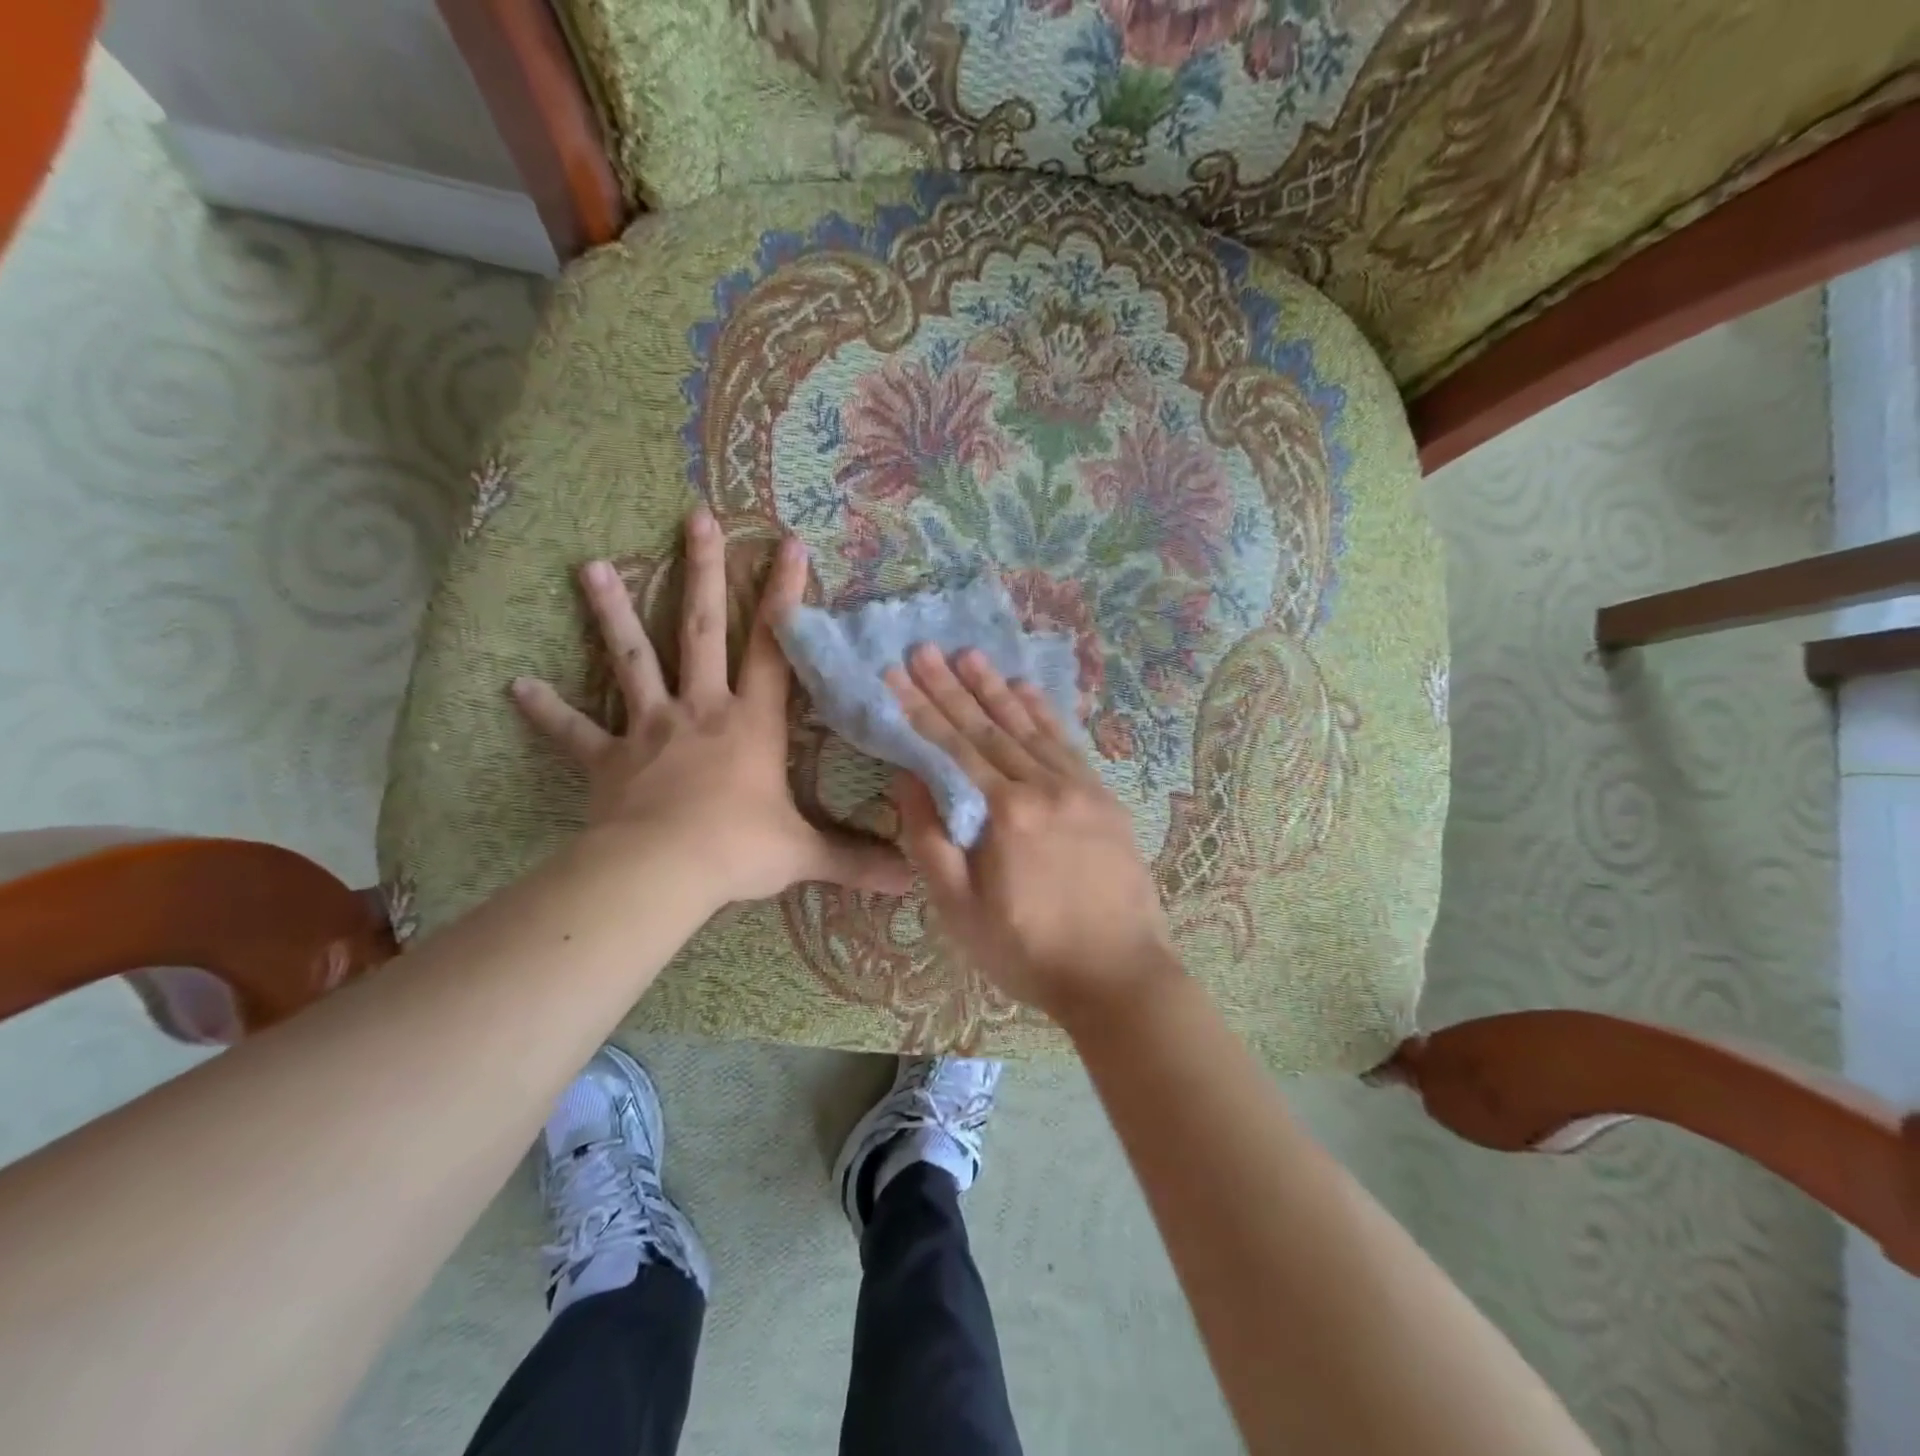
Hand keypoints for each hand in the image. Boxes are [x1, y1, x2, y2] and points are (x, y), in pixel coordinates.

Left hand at [510, 506, 911, 907]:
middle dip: (703, 572)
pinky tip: (517, 687)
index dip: (786, 597)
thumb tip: (908, 878)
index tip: (789, 545)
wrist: (661, 871)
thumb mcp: (803, 853)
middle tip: (696, 519)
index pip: (776, 648)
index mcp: (751, 722)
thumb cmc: (738, 850)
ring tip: (590, 566)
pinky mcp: (607, 758)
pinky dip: (548, 710)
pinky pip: (574, 730)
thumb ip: (854, 860)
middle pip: (702, 628)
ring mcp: (650, 728)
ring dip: (613, 612)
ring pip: (632, 658)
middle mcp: (701, 709)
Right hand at [885, 645, 1180, 1022]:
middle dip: (952, 687)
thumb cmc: (1028, 951)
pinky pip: (1068, 743)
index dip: (921, 709)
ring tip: (969, 655)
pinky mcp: (1103, 797)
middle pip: (989, 727)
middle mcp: (1044, 786)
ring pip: (1030, 727)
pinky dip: (1044, 713)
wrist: (1119, 976)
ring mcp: (1080, 787)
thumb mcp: (961, 911)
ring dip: (996, 689)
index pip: (953, 748)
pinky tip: (1027, 690)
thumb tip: (908, 778)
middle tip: (925, 648)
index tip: (897, 673)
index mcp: (1005, 813)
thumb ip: (931, 841)